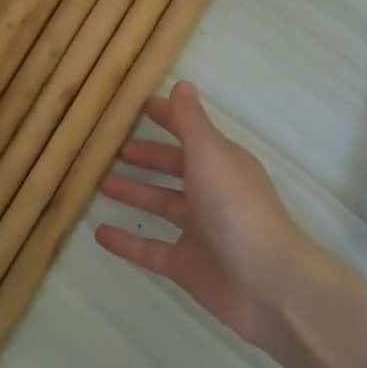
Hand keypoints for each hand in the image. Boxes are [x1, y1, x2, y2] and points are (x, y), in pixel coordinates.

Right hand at [95, 82, 344, 350]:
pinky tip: (99, 233)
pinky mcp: (187, 266)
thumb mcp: (210, 154)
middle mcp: (211, 192)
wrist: (267, 283)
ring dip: (134, 193)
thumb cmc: (236, 208)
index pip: (189, 133)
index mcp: (221, 162)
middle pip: (174, 168)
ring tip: (98, 183)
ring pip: (161, 205)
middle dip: (146, 157)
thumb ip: (191, 122)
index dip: (167, 119)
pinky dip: (127, 241)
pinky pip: (150, 250)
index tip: (137, 107)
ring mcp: (199, 231)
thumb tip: (181, 84)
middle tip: (109, 148)